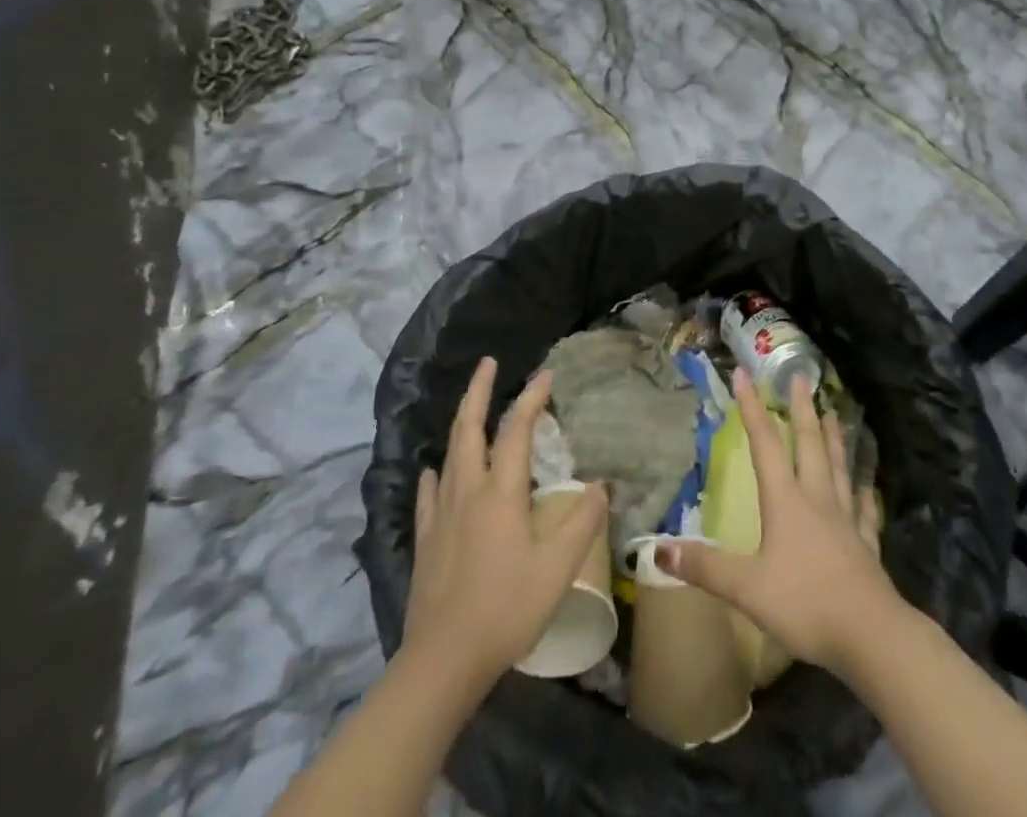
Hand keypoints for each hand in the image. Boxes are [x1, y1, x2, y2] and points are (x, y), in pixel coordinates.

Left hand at [403, 357, 609, 689]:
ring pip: (449, 453)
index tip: (546, 374)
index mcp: (500, 493)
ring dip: (461, 422)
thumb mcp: (558, 569)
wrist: (442, 662)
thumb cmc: (506, 609)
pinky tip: (434, 471)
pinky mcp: (425, 539)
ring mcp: (441, 514)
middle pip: (469, 428)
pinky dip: (435, 472)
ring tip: (469, 407)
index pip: (517, 431)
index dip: (532, 398)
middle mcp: (467, 491)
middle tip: (488, 363)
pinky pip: (429, 493)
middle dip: (479, 391)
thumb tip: (601, 485)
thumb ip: (582, 523)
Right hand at [655, 369, 897, 676]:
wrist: (870, 634)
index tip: (745, 374)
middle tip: (803, 376)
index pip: (765, 445)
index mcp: (786, 502)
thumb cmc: (805, 604)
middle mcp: (817, 500)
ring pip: (839, 468)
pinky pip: (865, 512)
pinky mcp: (866, 546)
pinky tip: (867, 487)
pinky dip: (864, 495)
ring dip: (834, 439)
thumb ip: (706, 567)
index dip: (752, 408)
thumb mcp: (746, 588)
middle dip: (802, 409)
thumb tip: (658, 548)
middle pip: (809, 445)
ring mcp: (846, 521)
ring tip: (834, 414)